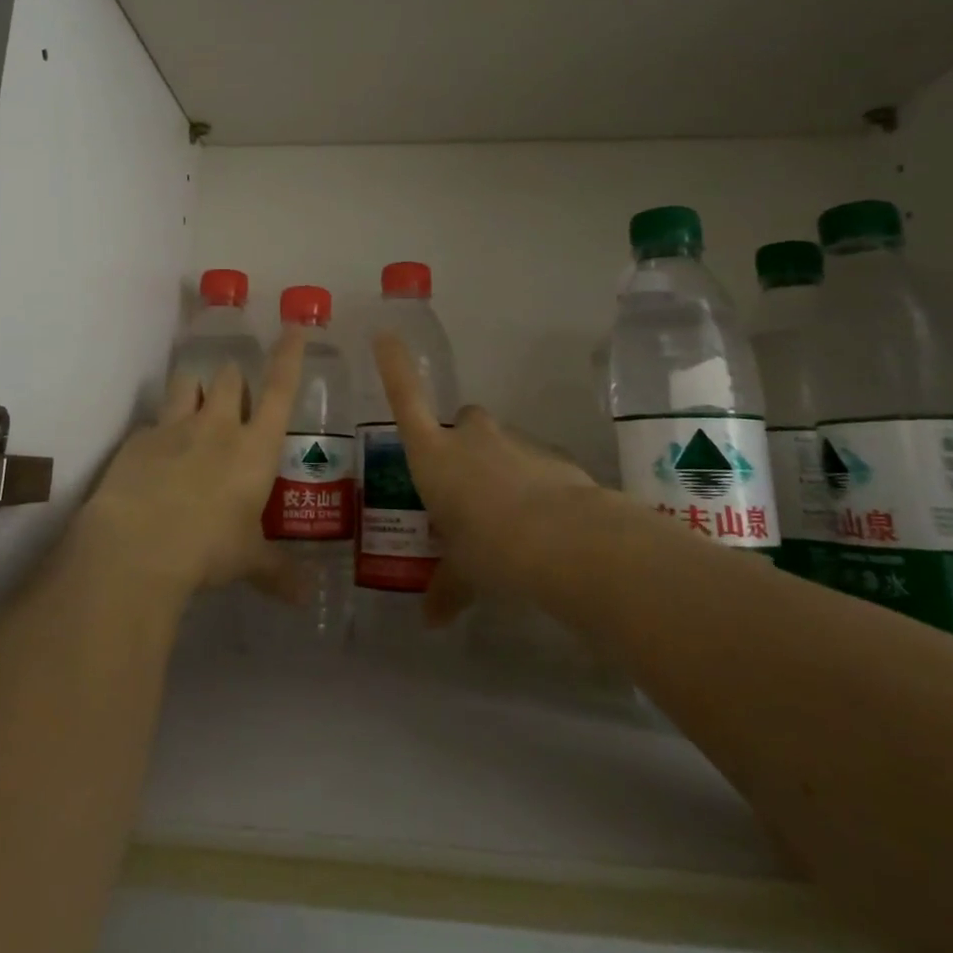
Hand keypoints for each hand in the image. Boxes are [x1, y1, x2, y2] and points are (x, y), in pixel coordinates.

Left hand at [79, 328, 306, 599]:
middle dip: (233, 378)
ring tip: (194, 405)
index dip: (289, 356)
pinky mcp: (138, 439)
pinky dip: (159, 432)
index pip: (280, 388)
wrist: (137, 545)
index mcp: (255, 447)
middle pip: (230, 377)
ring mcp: (175, 427)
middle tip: (234, 394)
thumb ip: (277, 571)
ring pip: (188, 383)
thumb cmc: (208, 548)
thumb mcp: (247, 560)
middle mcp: (218, 426)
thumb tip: (306, 599)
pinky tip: (154, 457)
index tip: (293, 327)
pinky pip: (153, 422)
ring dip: (195, 389)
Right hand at [372, 332, 600, 622]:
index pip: (405, 400)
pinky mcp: (552, 455)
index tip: (386, 334)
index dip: (394, 367)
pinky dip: (533, 484)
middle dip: (462, 444)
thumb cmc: (491, 550)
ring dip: (499, 468)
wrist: (566, 542)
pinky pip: (533, 464)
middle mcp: (470, 439)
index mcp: (434, 457)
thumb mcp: (463, 574)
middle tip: (466, 486)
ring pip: (499, 444)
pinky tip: (543, 522)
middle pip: (461, 422)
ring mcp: (514, 442)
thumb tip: (431, 619)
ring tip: (508, 518)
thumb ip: (446, 589)